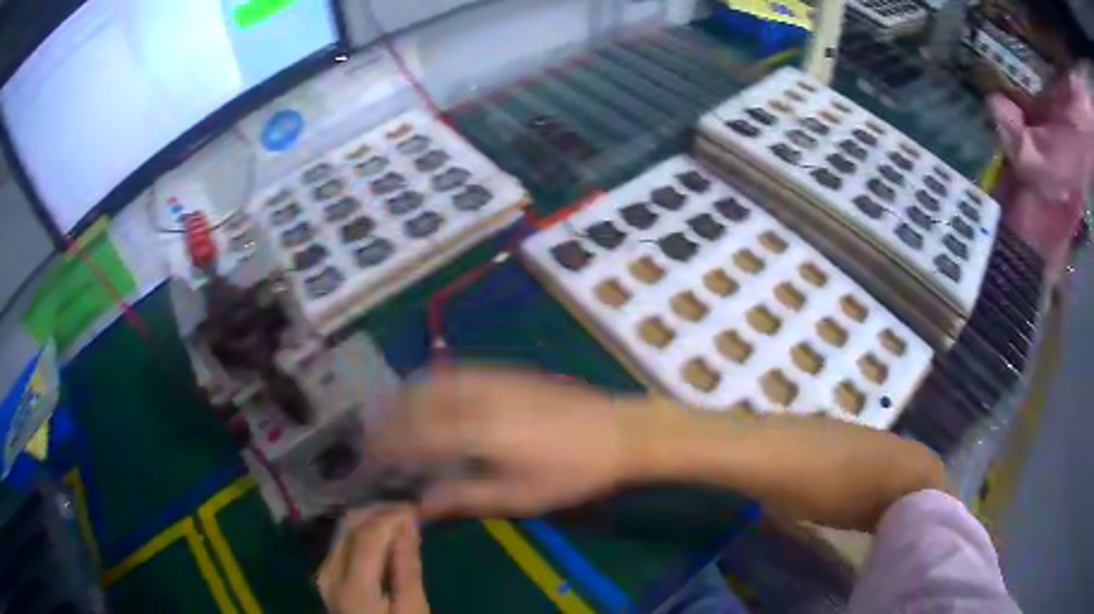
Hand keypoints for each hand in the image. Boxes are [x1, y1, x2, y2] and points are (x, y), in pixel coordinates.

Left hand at [317, 505, 428, 613]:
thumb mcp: (414, 608)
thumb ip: (406, 566)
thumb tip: (407, 523)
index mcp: (352, 588)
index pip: (366, 537)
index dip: (389, 517)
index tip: (413, 507)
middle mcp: (328, 575)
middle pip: (349, 530)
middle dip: (378, 514)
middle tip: (408, 510)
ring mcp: (322, 576)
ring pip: (342, 534)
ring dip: (369, 522)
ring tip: (397, 521)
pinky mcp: (324, 578)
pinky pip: (341, 546)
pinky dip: (361, 536)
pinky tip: (381, 537)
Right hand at [377, 367, 645, 517]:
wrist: (617, 431)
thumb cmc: (571, 473)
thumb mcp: (519, 497)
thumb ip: (464, 498)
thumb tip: (420, 506)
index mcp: (478, 433)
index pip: (415, 436)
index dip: (386, 446)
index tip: (369, 459)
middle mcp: (476, 398)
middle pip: (415, 402)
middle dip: (387, 419)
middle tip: (374, 441)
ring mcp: (491, 379)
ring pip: (430, 381)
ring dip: (403, 398)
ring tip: (390, 420)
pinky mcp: (504, 372)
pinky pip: (453, 372)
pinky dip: (429, 383)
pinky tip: (426, 398)